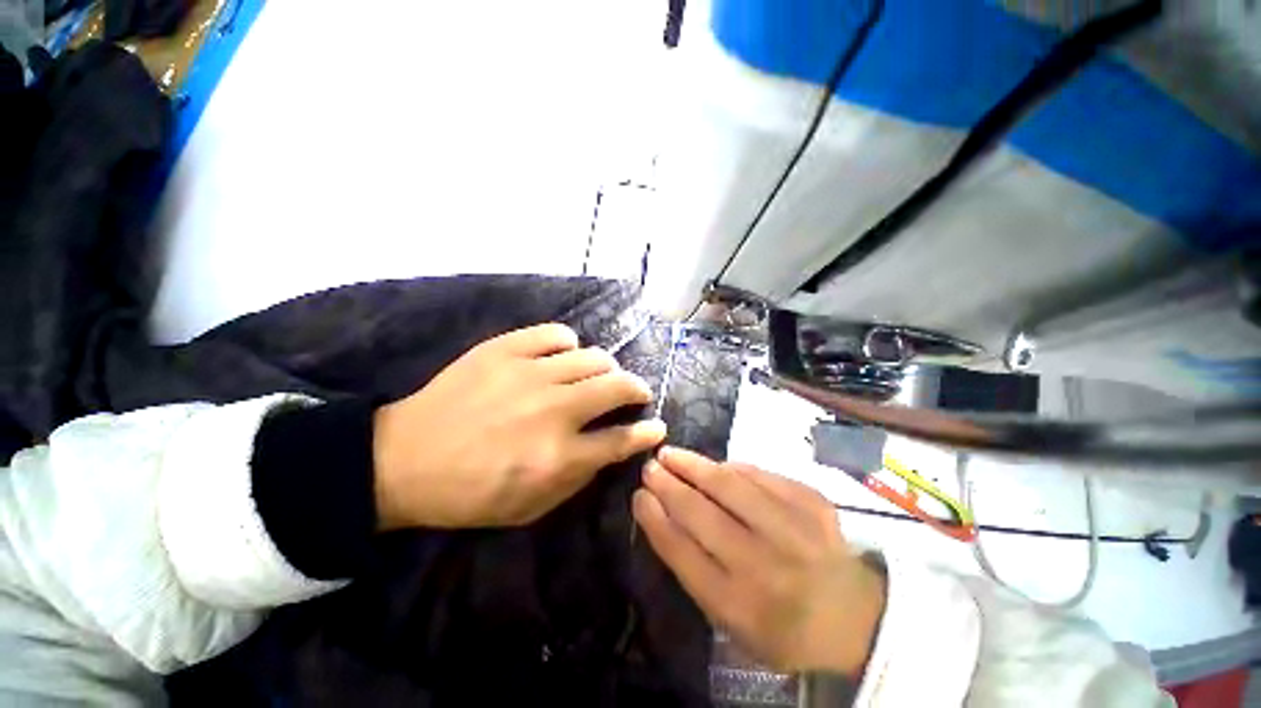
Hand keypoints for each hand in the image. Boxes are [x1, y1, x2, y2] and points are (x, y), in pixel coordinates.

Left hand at [373, 323, 665, 528]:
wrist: (403, 460)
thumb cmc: (470, 494)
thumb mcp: (531, 507)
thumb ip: (580, 476)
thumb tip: (614, 447)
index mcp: (558, 456)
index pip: (621, 439)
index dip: (646, 432)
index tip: (657, 426)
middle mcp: (553, 410)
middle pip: (617, 387)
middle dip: (636, 389)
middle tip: (635, 393)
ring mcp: (529, 373)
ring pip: (594, 357)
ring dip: (607, 368)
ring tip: (600, 375)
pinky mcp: (505, 349)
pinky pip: (556, 334)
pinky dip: (569, 344)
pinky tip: (563, 356)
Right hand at [633, 447, 885, 676]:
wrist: (856, 617)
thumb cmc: (783, 626)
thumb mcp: (733, 621)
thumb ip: (695, 569)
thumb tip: (663, 512)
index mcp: (740, 606)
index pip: (682, 552)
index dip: (655, 517)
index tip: (638, 495)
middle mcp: (765, 567)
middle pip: (701, 513)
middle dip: (668, 484)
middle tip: (650, 466)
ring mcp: (793, 530)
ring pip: (729, 485)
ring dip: (693, 465)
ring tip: (672, 454)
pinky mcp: (813, 503)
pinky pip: (760, 475)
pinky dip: (732, 467)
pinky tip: (717, 465)